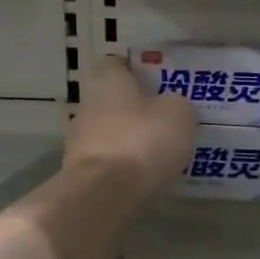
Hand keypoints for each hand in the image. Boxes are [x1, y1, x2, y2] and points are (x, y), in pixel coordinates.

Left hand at [64, 56, 196, 199]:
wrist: (105, 195)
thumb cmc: (143, 141)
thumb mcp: (179, 113)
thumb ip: (177, 103)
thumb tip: (171, 106)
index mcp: (109, 81)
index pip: (118, 63)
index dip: (139, 70)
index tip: (161, 83)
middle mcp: (88, 105)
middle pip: (115, 99)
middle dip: (138, 108)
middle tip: (167, 119)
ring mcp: (80, 140)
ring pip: (111, 131)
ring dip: (131, 139)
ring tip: (161, 152)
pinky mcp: (81, 172)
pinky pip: (110, 160)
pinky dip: (126, 165)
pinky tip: (147, 176)